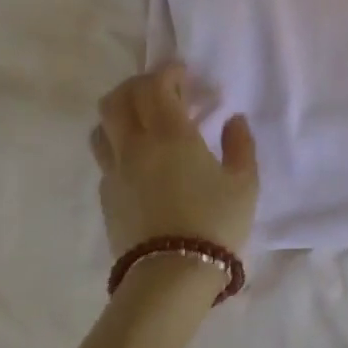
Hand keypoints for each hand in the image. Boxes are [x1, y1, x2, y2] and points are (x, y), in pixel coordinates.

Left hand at [91, 64, 257, 260]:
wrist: (172, 274)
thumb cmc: (215, 221)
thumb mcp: (245, 181)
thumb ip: (240, 144)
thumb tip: (233, 120)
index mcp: (170, 135)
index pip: (155, 87)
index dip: (168, 73)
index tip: (184, 73)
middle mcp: (135, 146)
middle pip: (117, 99)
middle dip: (138, 85)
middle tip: (163, 88)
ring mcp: (114, 171)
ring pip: (103, 126)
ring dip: (122, 112)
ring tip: (145, 119)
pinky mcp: (106, 195)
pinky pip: (106, 155)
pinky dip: (120, 142)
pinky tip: (142, 157)